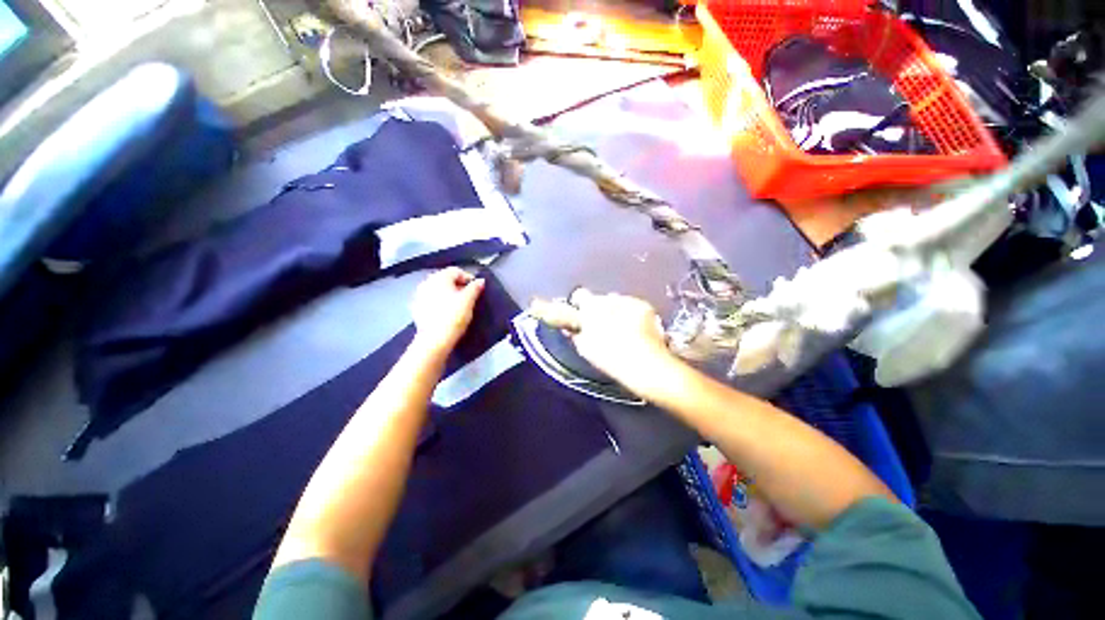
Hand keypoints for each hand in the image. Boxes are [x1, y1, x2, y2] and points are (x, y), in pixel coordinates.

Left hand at [410, 268, 484, 355]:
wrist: (434, 339)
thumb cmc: (453, 316)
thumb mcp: (469, 300)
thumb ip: (475, 288)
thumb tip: (480, 280)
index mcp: (439, 277)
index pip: (456, 271)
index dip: (468, 278)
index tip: (476, 289)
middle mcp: (427, 282)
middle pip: (445, 279)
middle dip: (457, 286)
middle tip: (469, 297)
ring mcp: (419, 295)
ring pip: (437, 289)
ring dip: (448, 294)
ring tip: (458, 305)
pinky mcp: (416, 308)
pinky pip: (431, 300)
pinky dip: (439, 302)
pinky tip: (446, 312)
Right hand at [568, 289, 674, 391]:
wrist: (645, 364)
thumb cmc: (610, 358)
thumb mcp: (585, 348)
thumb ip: (576, 333)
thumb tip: (571, 327)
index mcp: (590, 307)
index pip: (578, 295)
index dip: (579, 306)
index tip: (581, 317)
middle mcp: (609, 298)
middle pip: (600, 299)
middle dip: (600, 310)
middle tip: (603, 328)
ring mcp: (629, 300)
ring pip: (617, 302)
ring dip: (616, 311)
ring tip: (622, 331)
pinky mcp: (645, 306)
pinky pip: (633, 307)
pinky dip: (633, 315)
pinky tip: (636, 330)